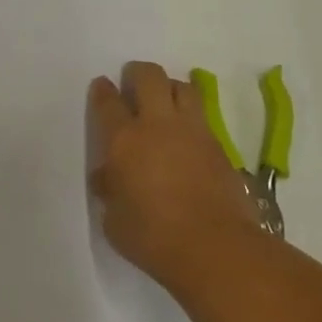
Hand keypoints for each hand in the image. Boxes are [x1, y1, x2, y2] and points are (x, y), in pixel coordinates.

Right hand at [88, 61, 262, 287]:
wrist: (214, 247)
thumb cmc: (153, 238)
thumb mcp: (114, 220)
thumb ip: (110, 190)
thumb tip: (109, 176)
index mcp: (124, 140)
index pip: (108, 102)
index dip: (103, 90)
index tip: (102, 86)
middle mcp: (158, 124)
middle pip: (149, 76)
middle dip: (138, 73)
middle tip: (133, 85)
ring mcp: (192, 130)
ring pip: (182, 86)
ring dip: (169, 88)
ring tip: (164, 103)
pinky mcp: (218, 144)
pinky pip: (201, 116)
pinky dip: (190, 117)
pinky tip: (186, 136)